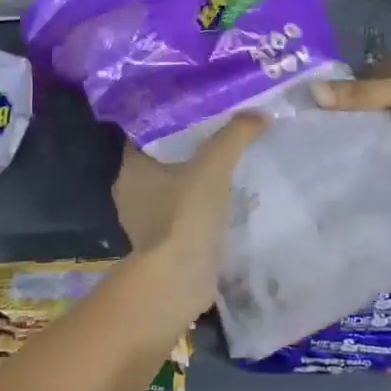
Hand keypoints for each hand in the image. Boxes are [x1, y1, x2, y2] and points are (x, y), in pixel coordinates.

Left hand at [112, 113, 267, 321]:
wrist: (177, 280)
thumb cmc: (185, 215)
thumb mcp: (213, 166)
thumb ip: (235, 136)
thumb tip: (260, 114)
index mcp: (130, 169)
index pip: (146, 133)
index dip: (170, 120)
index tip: (198, 111)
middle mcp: (129, 193)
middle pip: (160, 161)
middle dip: (186, 150)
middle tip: (218, 135)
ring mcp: (143, 223)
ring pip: (170, 190)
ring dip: (192, 182)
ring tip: (225, 168)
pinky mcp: (160, 246)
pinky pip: (179, 216)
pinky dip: (196, 209)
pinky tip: (221, 204)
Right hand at [311, 43, 390, 164]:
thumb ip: (362, 94)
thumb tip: (311, 91)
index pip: (370, 72)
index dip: (346, 88)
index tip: (318, 109)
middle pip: (383, 101)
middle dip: (360, 117)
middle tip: (326, 138)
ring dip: (380, 138)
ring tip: (344, 156)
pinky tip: (377, 169)